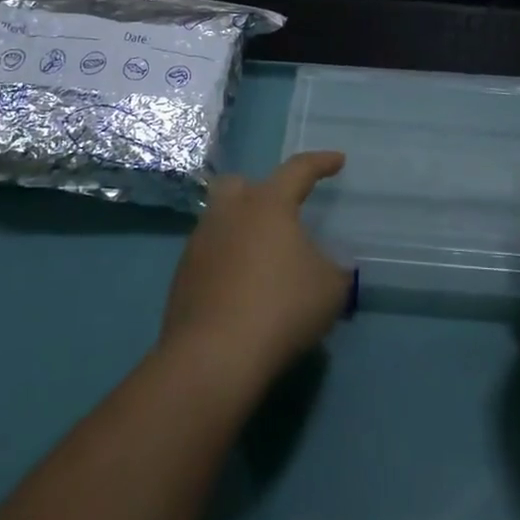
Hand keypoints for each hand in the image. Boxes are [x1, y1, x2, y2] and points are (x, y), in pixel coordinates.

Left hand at [161, 151, 351, 395]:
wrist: (213, 358)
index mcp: (268, 203)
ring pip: (222, 221)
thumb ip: (334, 268)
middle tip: (281, 212)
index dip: (321, 162)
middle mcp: (230, 212)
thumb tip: (327, 266)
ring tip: (264, 259)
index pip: (298, 169)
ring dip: (242, 231)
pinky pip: (210, 256)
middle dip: (261, 191)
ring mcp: (200, 243)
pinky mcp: (182, 277)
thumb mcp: (331, 288)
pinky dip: (228, 264)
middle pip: (241, 184)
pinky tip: (242, 290)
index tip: (338, 161)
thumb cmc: (281, 308)